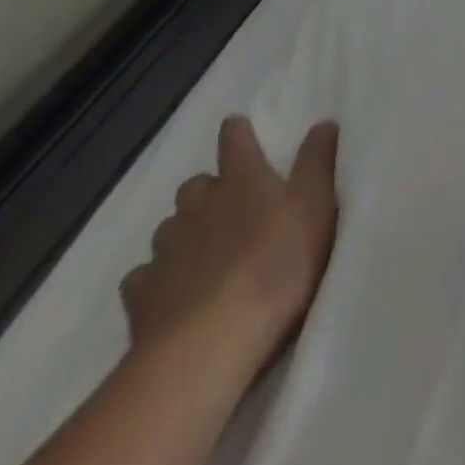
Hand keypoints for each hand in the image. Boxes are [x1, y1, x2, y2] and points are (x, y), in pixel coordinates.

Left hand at [120, 117, 339, 383]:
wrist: (211, 343)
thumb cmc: (277, 265)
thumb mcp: (315, 208)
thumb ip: (318, 163)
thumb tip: (324, 121)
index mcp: (242, 179)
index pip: (234, 140)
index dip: (237, 133)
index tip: (239, 130)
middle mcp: (198, 205)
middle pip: (195, 185)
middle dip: (208, 191)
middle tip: (228, 207)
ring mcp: (165, 250)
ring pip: (168, 228)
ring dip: (183, 232)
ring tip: (201, 252)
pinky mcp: (140, 296)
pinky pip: (142, 276)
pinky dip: (154, 277)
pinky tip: (167, 291)